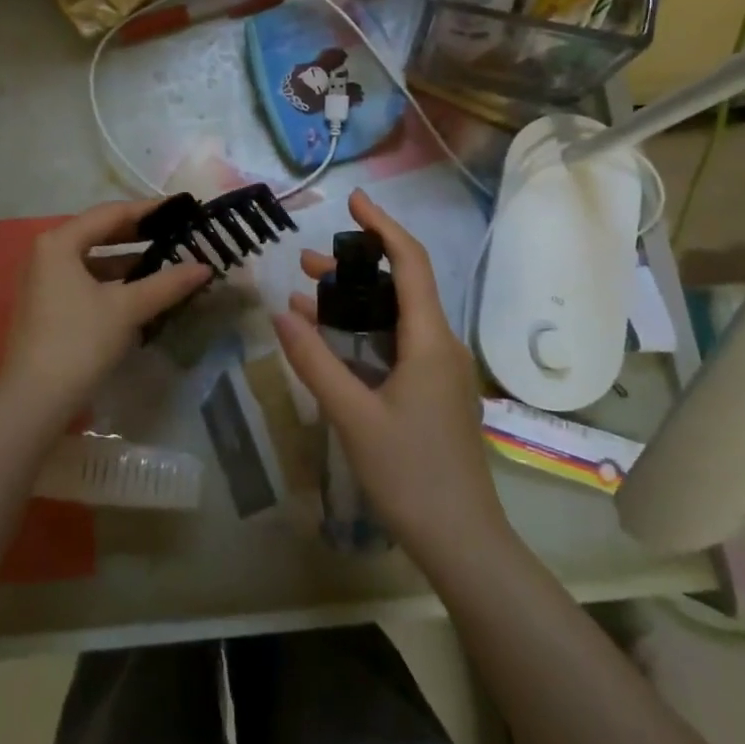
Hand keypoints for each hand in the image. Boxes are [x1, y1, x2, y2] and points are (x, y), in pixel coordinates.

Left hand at [0, 200, 212, 423]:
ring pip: (91, 259)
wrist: (34, 401)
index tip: (179, 209)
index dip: (147, 210)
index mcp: (59, 242)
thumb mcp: (127, 309)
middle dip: (137, 235)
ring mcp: (41, 280)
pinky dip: (110, 280)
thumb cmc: (79, 342)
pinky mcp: (44, 305)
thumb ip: (167, 283)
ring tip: (163, 263)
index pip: (110, 213)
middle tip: (173, 233)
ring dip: (125, 260)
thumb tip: (205, 266)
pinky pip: (82, 279)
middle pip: (98, 233)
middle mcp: (45, 253)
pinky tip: (137, 291)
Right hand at [273, 190, 508, 568]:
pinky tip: (328, 341)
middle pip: (400, 287)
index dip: (383, 225)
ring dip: (354, 303)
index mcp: (430, 340)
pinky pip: (397, 346)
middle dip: (354, 268)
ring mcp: (440, 371)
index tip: (354, 200)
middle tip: (305, 263)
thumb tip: (281, 312)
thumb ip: (315, 361)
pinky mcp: (433, 393)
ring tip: (305, 295)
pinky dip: (362, 334)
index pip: (411, 263)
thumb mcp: (353, 415)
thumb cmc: (411, 475)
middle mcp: (441, 345)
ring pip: (395, 318)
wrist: (463, 543)